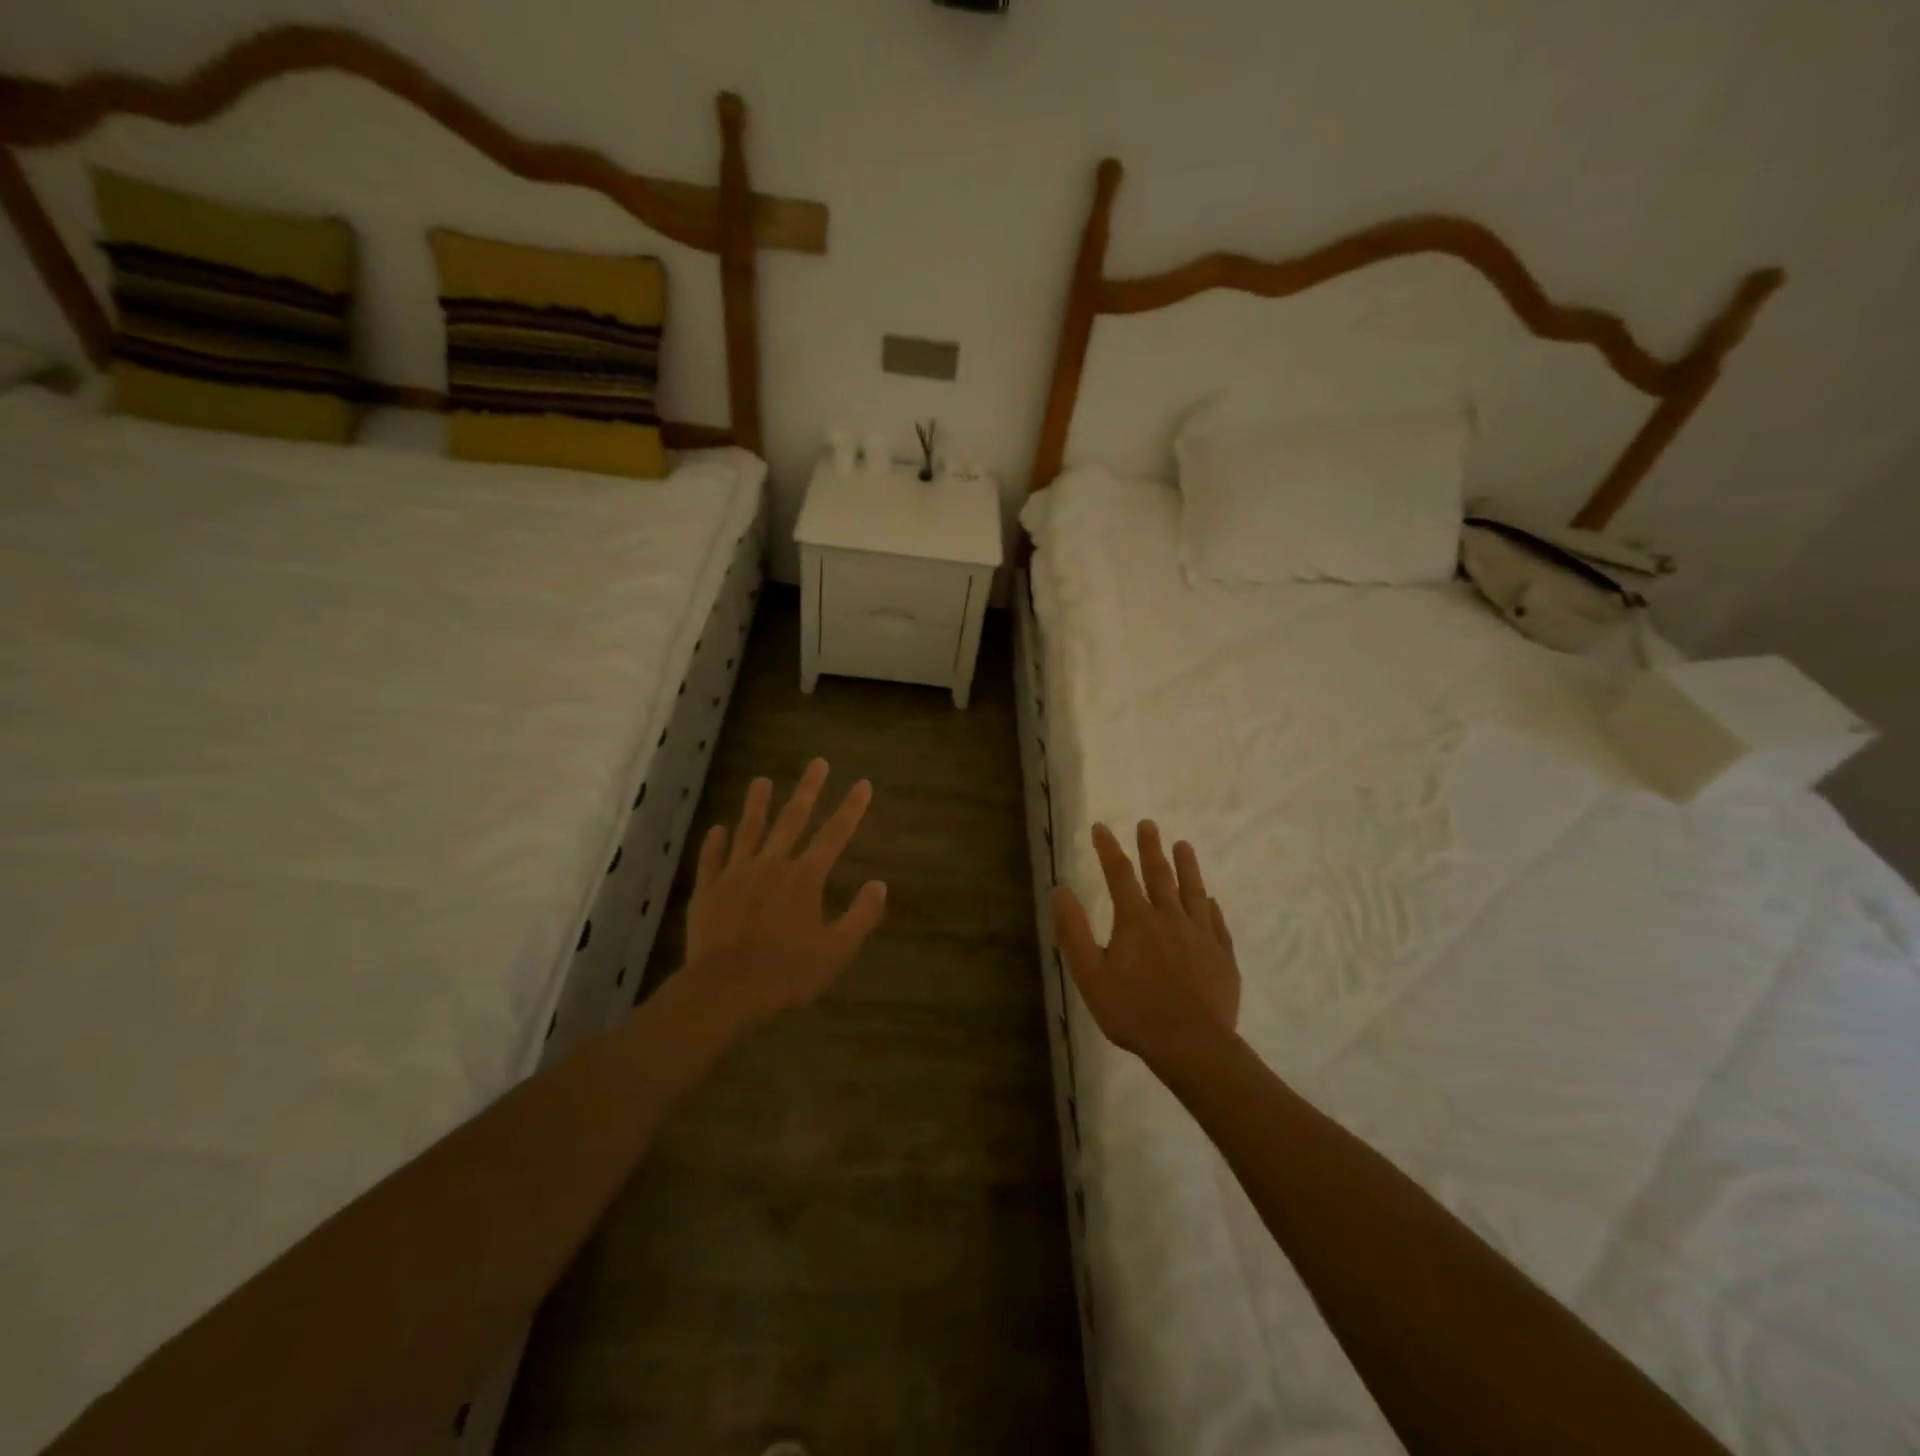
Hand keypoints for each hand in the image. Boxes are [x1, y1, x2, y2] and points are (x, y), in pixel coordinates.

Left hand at [683, 758, 887, 1022]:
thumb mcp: (837, 950)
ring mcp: (736, 874)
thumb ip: (861, 915)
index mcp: (805, 878)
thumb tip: (880, 885)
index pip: (835, 835)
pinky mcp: (708, 890)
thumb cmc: (787, 972)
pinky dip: (715, 842)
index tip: (863, 784)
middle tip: (817, 762)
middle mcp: (772, 865)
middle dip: (808, 790)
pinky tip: (717, 828)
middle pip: (793, 820)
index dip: (851, 808)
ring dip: (757, 804)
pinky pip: (711, 859)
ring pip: (749, 830)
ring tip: (761, 780)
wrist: (725, 989)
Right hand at [1052, 821, 1240, 1065]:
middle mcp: (1169, 918)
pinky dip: (1210, 907)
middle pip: (1159, 875)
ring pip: (1192, 891)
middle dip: (1151, 848)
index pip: (1119, 874)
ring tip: (1183, 845)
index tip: (1100, 827)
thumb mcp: (1090, 974)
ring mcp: (1200, 935)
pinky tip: (1209, 900)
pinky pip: (1216, 922)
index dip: (1108, 848)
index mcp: (1136, 920)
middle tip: (1148, 824)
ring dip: (1186, 867)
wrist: (1192, 1045)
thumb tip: (1060, 889)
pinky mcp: (1222, 956)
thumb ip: (1074, 930)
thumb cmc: (1134, 1011)